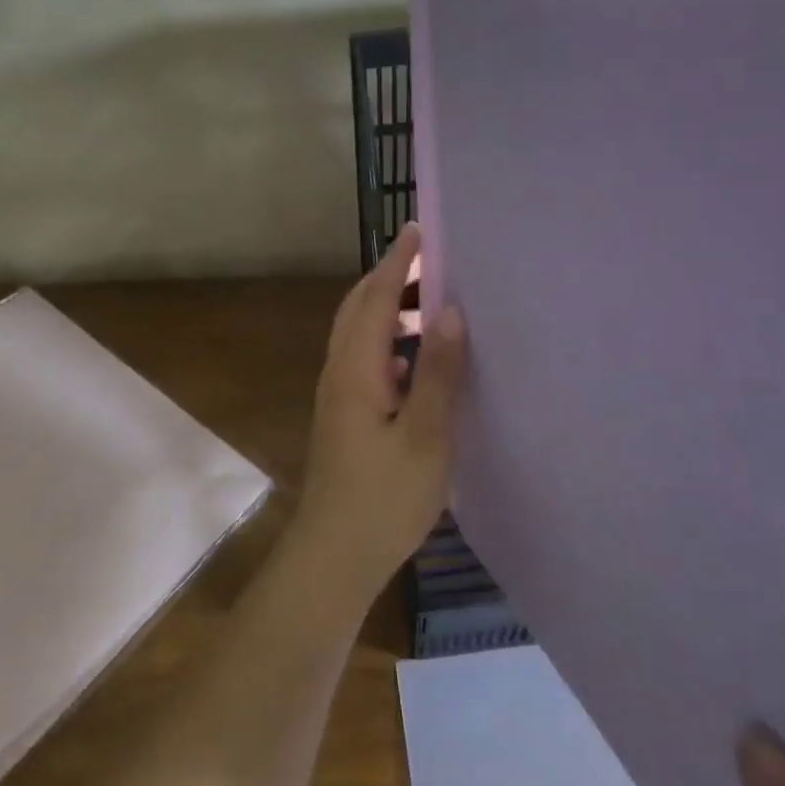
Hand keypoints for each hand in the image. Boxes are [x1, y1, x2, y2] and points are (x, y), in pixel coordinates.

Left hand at [293, 223, 466, 602]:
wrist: (334, 556)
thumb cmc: (383, 499)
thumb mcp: (425, 436)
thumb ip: (437, 372)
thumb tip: (451, 311)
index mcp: (356, 369)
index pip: (376, 298)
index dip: (398, 262)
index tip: (419, 229)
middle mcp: (340, 372)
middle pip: (360, 309)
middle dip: (390, 278)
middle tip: (431, 260)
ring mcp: (338, 395)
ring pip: (361, 335)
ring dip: (389, 309)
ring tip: (432, 303)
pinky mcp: (345, 416)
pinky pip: (366, 360)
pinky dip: (389, 342)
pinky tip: (416, 361)